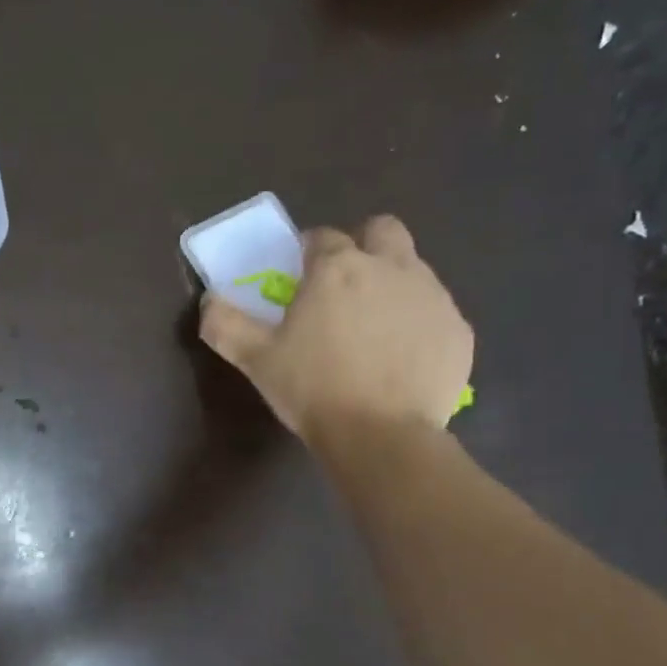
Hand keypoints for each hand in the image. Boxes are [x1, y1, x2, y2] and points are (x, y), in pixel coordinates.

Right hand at [200, 215, 472, 439]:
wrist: (381, 435)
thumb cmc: (312, 389)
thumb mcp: (255, 359)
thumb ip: (225, 324)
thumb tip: (208, 300)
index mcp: (337, 269)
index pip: (322, 237)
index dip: (307, 252)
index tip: (298, 275)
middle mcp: (390, 267)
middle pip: (381, 230)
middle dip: (362, 245)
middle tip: (343, 286)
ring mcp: (432, 296)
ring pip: (412, 269)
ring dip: (390, 283)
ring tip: (370, 329)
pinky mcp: (457, 329)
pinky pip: (435, 311)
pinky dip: (416, 323)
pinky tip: (399, 358)